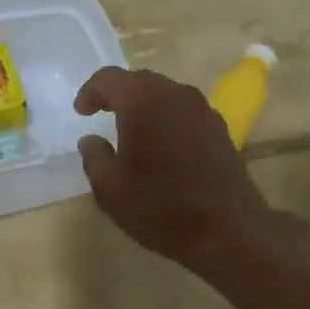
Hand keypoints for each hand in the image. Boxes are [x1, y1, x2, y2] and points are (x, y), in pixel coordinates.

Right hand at [73, 67, 284, 273]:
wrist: (228, 230)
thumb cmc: (160, 207)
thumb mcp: (110, 189)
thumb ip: (93, 156)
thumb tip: (91, 139)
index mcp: (142, 101)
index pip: (109, 78)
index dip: (90, 92)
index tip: (81, 113)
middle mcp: (174, 94)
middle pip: (139, 80)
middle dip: (118, 94)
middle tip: (102, 114)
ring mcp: (202, 109)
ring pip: (165, 94)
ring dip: (145, 105)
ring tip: (132, 130)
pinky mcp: (220, 127)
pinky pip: (184, 111)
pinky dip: (167, 118)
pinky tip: (162, 145)